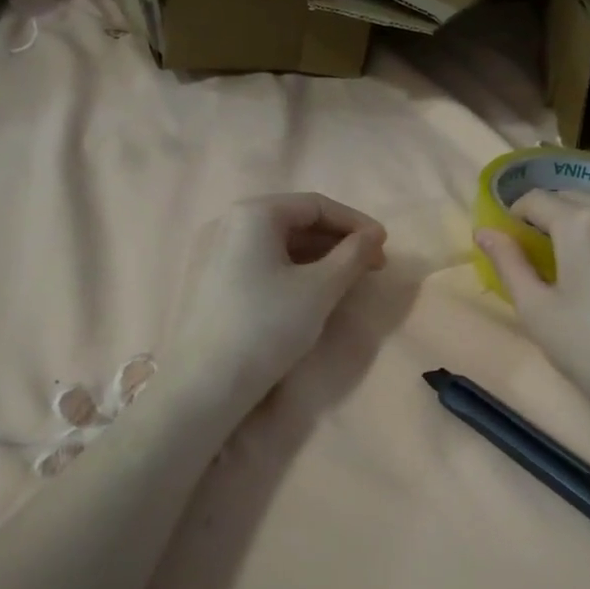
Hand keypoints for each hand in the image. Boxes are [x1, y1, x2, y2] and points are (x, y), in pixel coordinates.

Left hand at [167, 193, 387, 414]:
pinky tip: (309, 291)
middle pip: (294, 221)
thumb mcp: (320, 289)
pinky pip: (258, 262)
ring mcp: (212, 251)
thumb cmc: (267, 326)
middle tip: (371, 266)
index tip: (384, 246)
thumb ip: (353, 255)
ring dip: (316, 257)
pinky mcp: (208, 280)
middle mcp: (227, 222)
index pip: (316, 205)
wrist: (205, 383)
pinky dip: (290, 269)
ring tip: (346, 280)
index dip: (356, 223)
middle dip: (337, 241)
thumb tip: (374, 236)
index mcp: (253, 213)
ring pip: (276, 244)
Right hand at [477, 189, 589, 427]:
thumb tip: (484, 230)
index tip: (512, 234)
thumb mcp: (535, 309)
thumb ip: (508, 263)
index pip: (537, 201)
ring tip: (582, 236)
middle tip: (542, 242)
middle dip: (552, 210)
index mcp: (578, 223)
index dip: (517, 213)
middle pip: (574, 194)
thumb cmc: (588, 348)